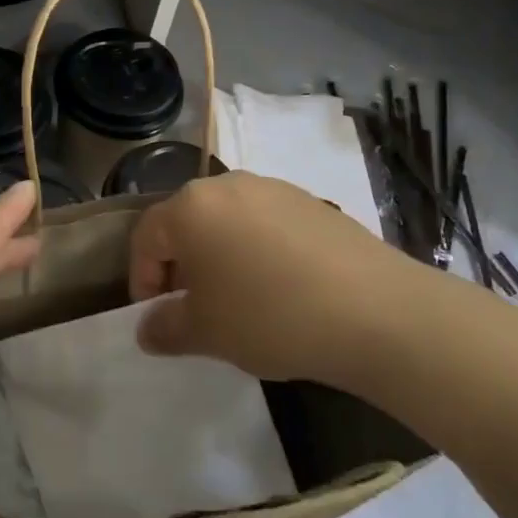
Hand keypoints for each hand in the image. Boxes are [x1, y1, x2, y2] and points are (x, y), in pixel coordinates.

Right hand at [129, 172, 415, 391]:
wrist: (375, 311)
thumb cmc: (270, 316)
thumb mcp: (206, 333)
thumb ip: (165, 328)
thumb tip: (147, 328)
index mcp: (191, 206)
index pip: (146, 236)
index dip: (142, 279)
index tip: (155, 316)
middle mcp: (228, 185)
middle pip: (187, 222)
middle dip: (181, 266)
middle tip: (193, 308)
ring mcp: (274, 189)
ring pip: (228, 221)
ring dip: (220, 257)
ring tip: (237, 300)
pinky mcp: (312, 201)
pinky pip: (266, 224)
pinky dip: (257, 251)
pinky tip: (280, 288)